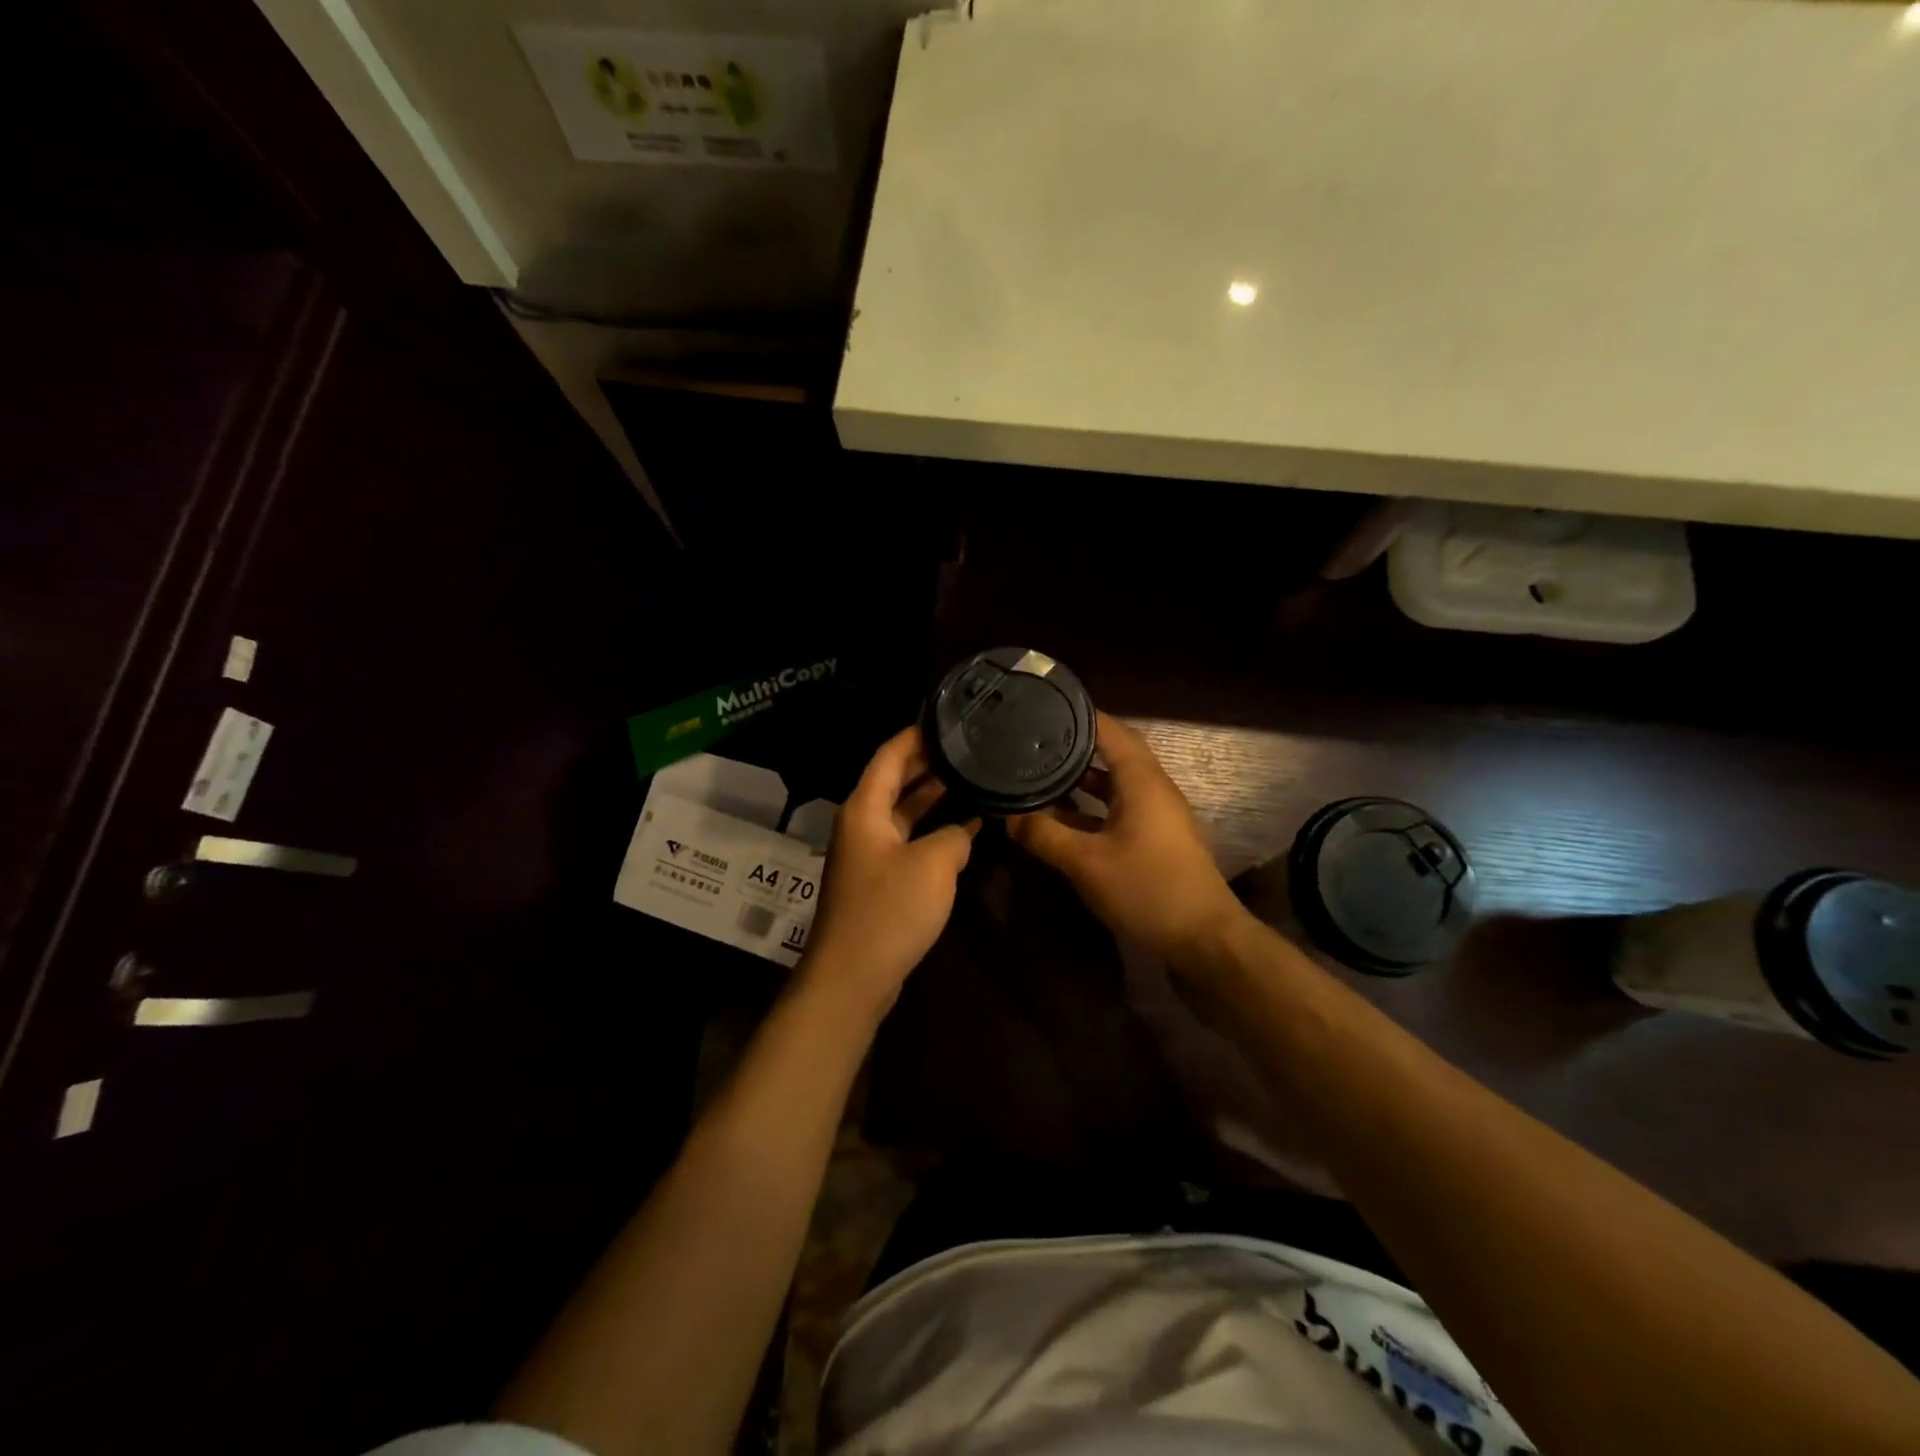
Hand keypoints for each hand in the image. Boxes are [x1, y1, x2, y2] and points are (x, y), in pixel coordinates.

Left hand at [802, 725, 978, 1013]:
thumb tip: (962, 831)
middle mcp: (862, 823)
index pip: (890, 754)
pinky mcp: (879, 880)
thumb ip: (953, 836)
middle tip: (968, 745)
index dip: (917, 734)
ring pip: (904, 812)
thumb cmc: (889, 911)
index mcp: (865, 808)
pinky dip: (933, 830)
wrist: (853, 976)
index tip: (949, 717)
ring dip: (934, 797)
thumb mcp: (933, 864)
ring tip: (973, 777)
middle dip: (930, 762)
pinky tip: (966, 829)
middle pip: (896, 780)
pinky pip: (908, 840)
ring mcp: (870, 853)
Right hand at [1008, 713, 1246, 968]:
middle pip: (1110, 752)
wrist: (1203, 937)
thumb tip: (1008, 816)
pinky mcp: (1154, 836)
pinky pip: (1116, 807)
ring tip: (1038, 773)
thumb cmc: (1147, 888)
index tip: (1040, 706)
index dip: (1075, 714)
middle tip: (1032, 739)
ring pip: (1112, 782)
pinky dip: (1089, 806)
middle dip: (1071, 746)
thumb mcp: (1086, 862)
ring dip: (1079, 779)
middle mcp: (1151, 787)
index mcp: (1141, 779)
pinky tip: (1060, 817)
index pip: (1107, 729)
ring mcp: (1155, 813)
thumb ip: (1044, 835)